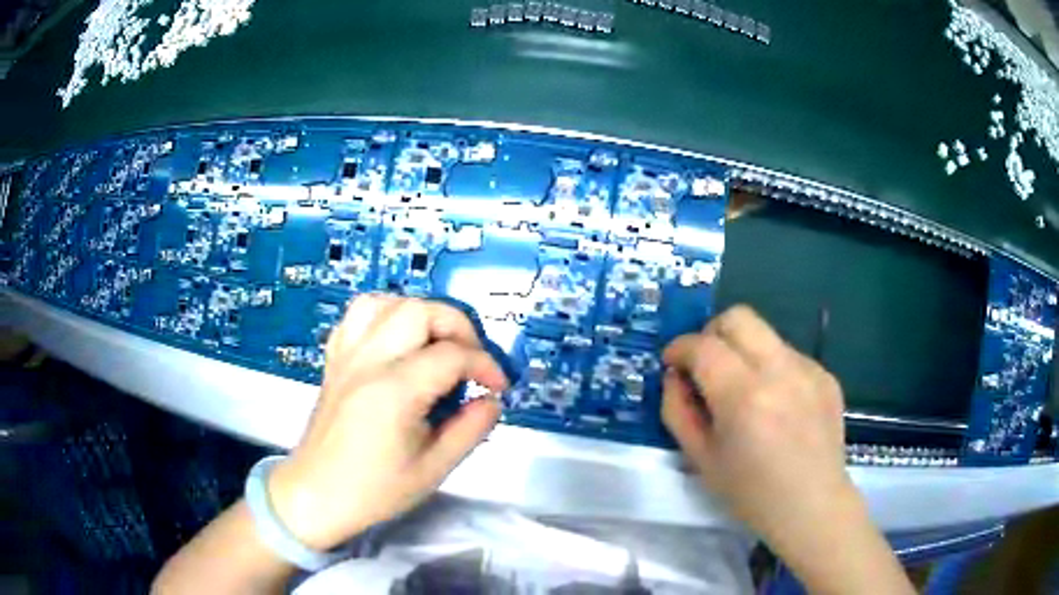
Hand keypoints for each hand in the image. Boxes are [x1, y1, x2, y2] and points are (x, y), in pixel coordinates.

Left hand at [267, 295, 508, 550]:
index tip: (498, 387)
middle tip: (471, 359)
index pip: (452, 355)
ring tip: (436, 343)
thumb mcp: (434, 470)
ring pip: (386, 302)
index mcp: (395, 391)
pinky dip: (386, 315)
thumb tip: (491, 400)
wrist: (316, 494)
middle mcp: (368, 361)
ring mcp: (346, 355)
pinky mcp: (334, 359)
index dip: (486, 365)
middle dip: (458, 326)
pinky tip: (398, 340)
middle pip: (420, 311)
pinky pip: (358, 315)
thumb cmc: (375, 490)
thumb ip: (470, 430)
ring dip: (421, 314)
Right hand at [661, 305, 850, 542]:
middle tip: (705, 365)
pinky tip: (776, 404)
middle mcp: (779, 370)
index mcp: (743, 396)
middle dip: (712, 333)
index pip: (703, 345)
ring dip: (743, 352)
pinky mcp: (825, 375)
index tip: (672, 363)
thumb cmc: (750, 493)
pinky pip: (788, 354)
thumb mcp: (700, 459)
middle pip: (738, 317)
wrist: (811, 506)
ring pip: (765, 334)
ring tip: (744, 391)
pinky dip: (771, 368)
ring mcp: (808, 369)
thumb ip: (678, 410)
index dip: (679, 348)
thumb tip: (675, 376)